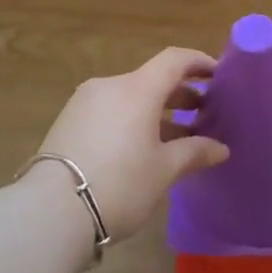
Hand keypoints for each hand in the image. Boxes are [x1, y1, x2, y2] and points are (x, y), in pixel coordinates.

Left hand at [32, 48, 228, 239]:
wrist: (51, 212)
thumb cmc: (120, 184)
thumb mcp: (163, 170)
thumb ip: (194, 152)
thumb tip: (220, 148)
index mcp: (137, 89)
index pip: (174, 60)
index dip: (199, 62)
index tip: (218, 75)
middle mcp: (109, 86)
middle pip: (151, 79)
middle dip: (180, 93)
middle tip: (204, 112)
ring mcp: (84, 103)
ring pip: (130, 97)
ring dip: (156, 111)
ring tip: (178, 136)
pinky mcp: (68, 123)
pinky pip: (110, 111)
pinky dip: (132, 120)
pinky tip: (143, 148)